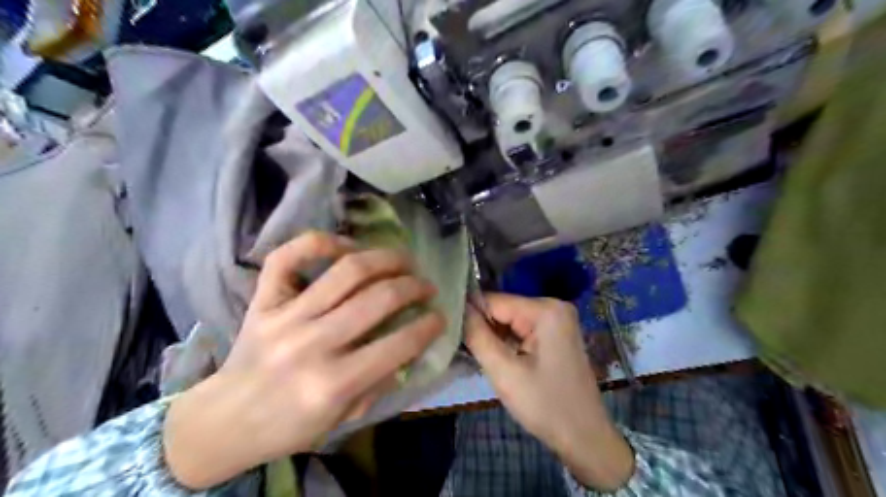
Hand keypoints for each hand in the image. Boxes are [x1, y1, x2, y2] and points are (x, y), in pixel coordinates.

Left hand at [161, 231, 442, 488]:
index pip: (398, 344)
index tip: (440, 316)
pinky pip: (289, 256)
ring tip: (404, 261)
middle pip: (378, 298)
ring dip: (387, 259)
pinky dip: (322, 241)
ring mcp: (284, 316)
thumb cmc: (291, 425)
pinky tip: (348, 246)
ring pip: (347, 270)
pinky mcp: (263, 299)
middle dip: (414, 287)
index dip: (428, 325)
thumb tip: (411, 342)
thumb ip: (381, 380)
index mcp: (333, 383)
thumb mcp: (344, 417)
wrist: (226, 420)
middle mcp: (311, 343)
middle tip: (426, 286)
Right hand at [466, 293, 633, 491]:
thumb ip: (477, 336)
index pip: (494, 301)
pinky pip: (522, 331)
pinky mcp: (555, 334)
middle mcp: (553, 306)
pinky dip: (507, 344)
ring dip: (494, 338)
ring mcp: (557, 320)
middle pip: (503, 310)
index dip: (470, 316)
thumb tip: (458, 309)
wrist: (585, 438)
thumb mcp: (504, 372)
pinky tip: (500, 360)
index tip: (451, 334)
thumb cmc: (545, 405)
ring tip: (481, 358)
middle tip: (467, 352)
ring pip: (510, 321)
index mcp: (545, 310)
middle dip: (484, 329)